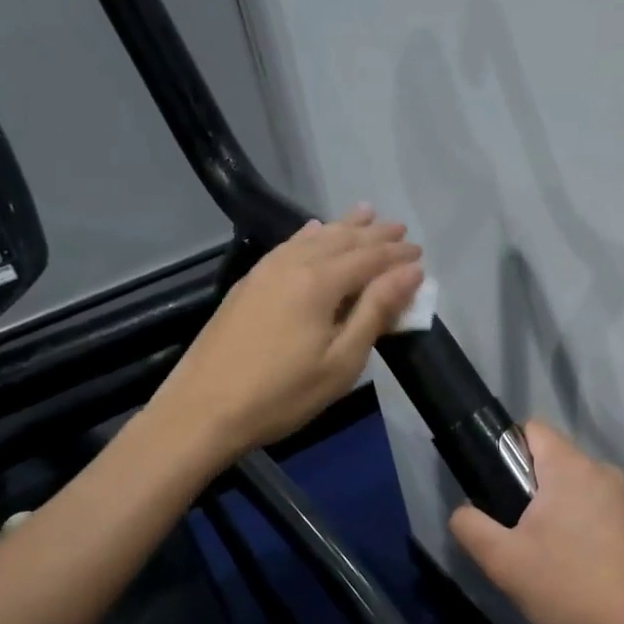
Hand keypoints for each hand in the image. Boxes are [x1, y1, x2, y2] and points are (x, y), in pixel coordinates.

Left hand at [151, 206, 423, 462]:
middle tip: (400, 229)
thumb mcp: (342, 360)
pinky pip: (288, 245)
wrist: (202, 410)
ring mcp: (265, 271)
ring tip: (365, 213)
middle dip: (374, 235)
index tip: (421, 254)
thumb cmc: (282, 393)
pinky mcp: (248, 283)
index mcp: (320, 282)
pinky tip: (313, 230)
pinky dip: (308, 235)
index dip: (397, 256)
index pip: (369, 258)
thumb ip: (376, 311)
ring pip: (313, 237)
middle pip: (342, 240)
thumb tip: (410, 273)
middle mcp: (293, 264)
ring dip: (343, 226)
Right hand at [448, 420, 623, 623]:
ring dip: (559, 514)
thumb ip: (471, 527)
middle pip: (555, 462)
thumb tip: (463, 512)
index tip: (498, 491)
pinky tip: (581, 574)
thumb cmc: (569, 588)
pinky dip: (586, 532)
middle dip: (531, 490)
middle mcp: (604, 473)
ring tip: (548, 560)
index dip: (507, 451)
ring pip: (579, 491)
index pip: (532, 429)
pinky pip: (602, 515)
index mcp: (571, 467)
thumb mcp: (503, 562)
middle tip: (517, 535)